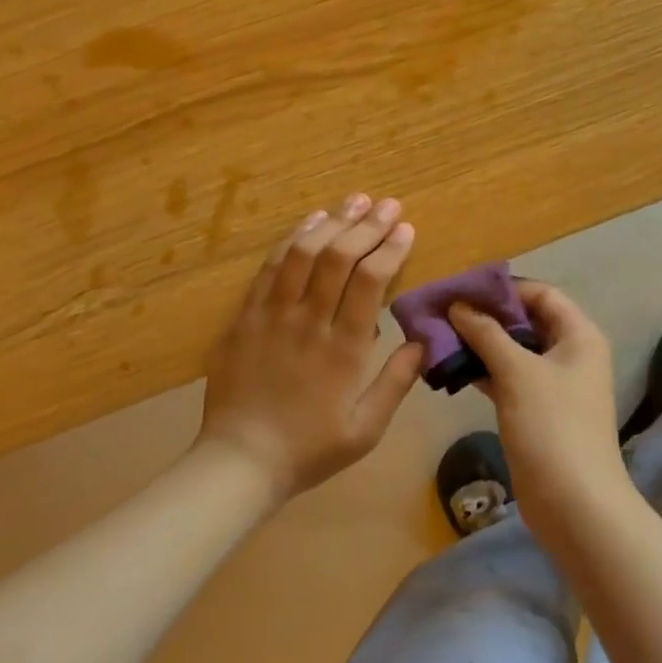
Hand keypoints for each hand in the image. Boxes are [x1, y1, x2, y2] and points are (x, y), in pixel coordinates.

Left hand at [198, 192, 424, 502]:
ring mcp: (272, 314)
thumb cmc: (309, 449)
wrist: (239, 461)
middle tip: (387, 204)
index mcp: (344, 349)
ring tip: (354, 201)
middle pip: (339, 257)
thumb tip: (422, 341)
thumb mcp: (365, 429)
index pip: (370, 281)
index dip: (390, 248)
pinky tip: (310, 221)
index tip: (406, 228)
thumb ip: (396, 382)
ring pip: (303, 253)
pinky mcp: (246, 315)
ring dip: (332, 222)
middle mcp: (309, 321)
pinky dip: (292, 239)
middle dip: (367, 225)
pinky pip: (270, 267)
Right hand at [449, 281, 630, 529]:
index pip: (540, 293)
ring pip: (514, 350)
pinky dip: (483, 371)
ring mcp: (554, 384)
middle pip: (526, 320)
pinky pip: (508, 378)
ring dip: (481, 343)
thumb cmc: (552, 426)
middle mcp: (570, 353)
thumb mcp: (517, 372)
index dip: (503, 288)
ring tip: (440, 336)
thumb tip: (458, 305)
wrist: (575, 505)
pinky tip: (451, 368)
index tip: (462, 289)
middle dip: (486, 315)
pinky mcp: (537, 410)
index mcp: (578, 335)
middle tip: (444, 311)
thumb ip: (486, 333)